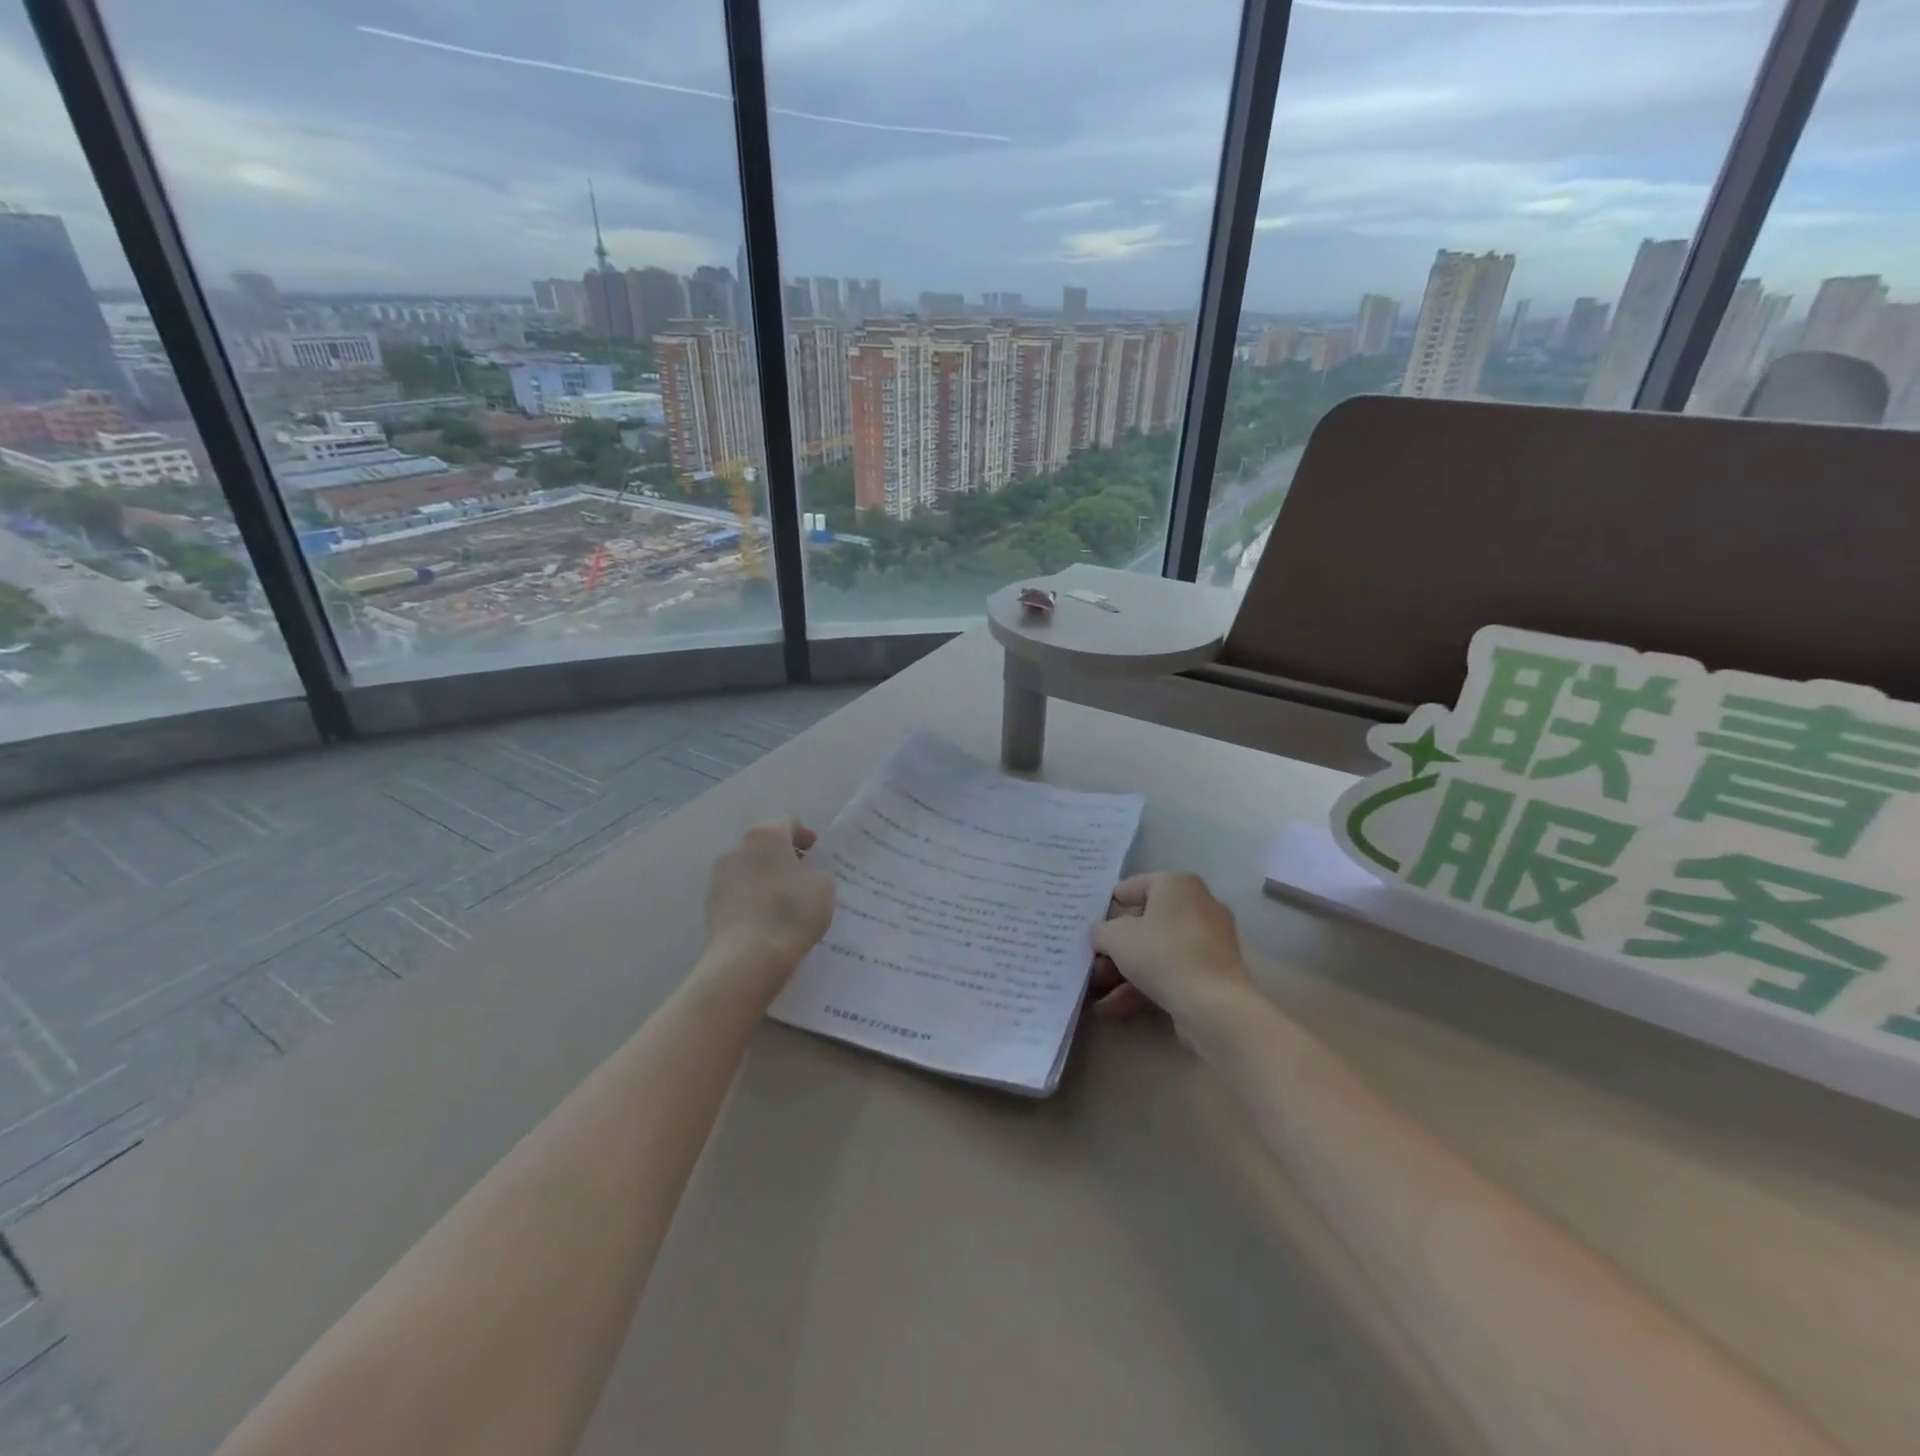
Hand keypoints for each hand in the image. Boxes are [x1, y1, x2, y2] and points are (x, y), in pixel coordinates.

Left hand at [699, 820, 835, 1004]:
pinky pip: (738, 894)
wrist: (747, 958)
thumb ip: (819, 874)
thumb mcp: (824, 888)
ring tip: (785, 903)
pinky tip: (767, 920)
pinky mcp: (710, 905)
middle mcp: (737, 848)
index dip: (806, 837)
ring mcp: (719, 877)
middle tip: (804, 878)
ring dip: (766, 879)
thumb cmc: (791, 913)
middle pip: (765, 846)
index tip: (818, 855)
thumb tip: (808, 876)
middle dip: (784, 858)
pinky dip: (752, 900)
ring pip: (749, 870)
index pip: (788, 824)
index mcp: (766, 835)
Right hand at [1088, 872, 1254, 1030]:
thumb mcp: (1115, 937)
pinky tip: (1114, 1007)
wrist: (1213, 1005)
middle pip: (1146, 921)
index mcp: (1177, 884)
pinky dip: (1145, 984)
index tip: (1091, 923)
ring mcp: (1209, 940)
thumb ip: (1101, 931)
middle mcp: (1198, 905)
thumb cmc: (1162, 954)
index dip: (1110, 905)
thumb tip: (1102, 935)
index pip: (1135, 886)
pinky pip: (1172, 970)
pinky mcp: (1214, 972)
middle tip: (1093, 961)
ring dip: (1125, 970)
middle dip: (1116, 945)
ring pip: (1157, 950)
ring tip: (1097, 991)